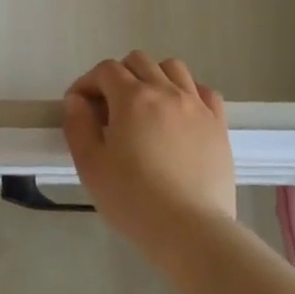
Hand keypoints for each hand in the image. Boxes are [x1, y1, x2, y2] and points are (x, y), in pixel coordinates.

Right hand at [63, 51, 235, 259]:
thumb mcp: (91, 166)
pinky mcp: (218, 124)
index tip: (79, 107)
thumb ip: (78, 126)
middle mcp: (166, 91)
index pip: (105, 70)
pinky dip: (187, 92)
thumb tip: (77, 101)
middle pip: (138, 62)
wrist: (191, 232)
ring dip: (153, 77)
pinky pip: (204, 91)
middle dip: (117, 77)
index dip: (87, 83)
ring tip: (145, 107)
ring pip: (172, 68)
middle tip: (109, 109)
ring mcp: (197, 105)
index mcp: (132, 98)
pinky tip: (179, 114)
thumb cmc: (134, 200)